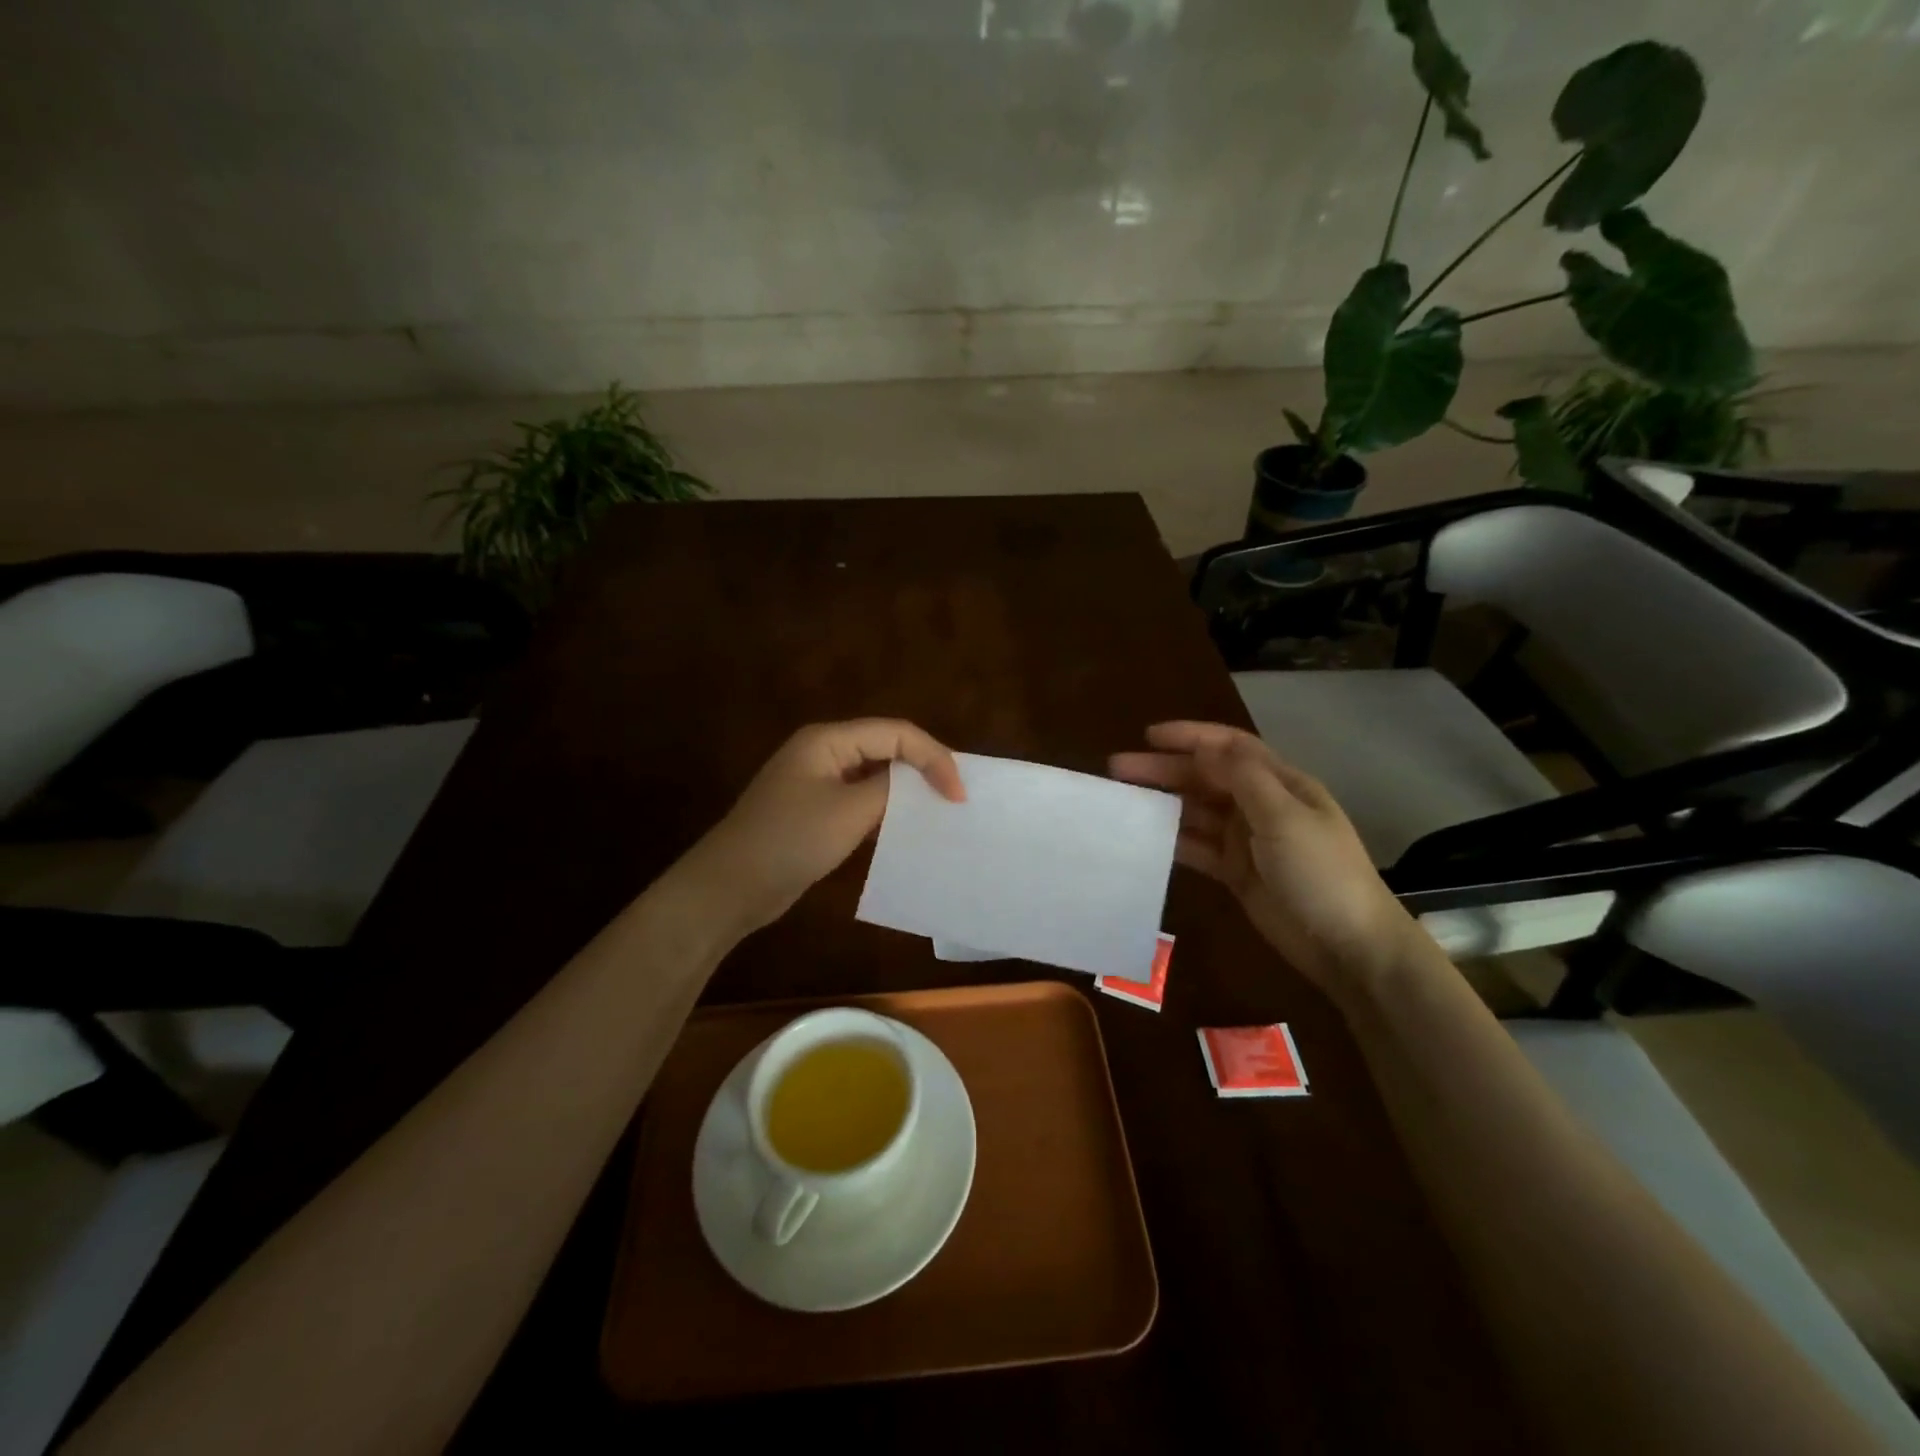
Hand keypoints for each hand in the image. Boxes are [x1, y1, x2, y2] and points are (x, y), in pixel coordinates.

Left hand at [677, 719, 965, 937]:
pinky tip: (905, 831)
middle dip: (923, 769)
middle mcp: (823, 753)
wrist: (730, 887)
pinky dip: (885, 812)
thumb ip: (891, 789)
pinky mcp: (815, 812)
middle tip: (956, 799)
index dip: (933, 757)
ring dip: (906, 792)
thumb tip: (920, 784)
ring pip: (875, 776)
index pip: (895, 733)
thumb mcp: (849, 812)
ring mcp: (816, 783)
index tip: (958, 794)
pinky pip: (860, 801)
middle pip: (886, 748)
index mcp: (827, 740)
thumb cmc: (790, 840)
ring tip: (939, 813)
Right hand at [1110, 721, 1419, 992]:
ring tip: (1123, 801)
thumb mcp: (1284, 818)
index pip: (1230, 747)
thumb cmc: (1321, 873)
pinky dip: (1173, 841)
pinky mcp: (1236, 872)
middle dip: (1165, 769)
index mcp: (1280, 783)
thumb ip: (1242, 779)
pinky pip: (1197, 848)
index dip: (1190, 737)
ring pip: (1197, 812)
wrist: (1350, 947)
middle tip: (1118, 769)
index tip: (1148, 736)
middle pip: (1205, 778)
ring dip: (1163, 803)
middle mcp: (1261, 805)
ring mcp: (1247, 840)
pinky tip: (1144, 839)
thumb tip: (1204, 746)